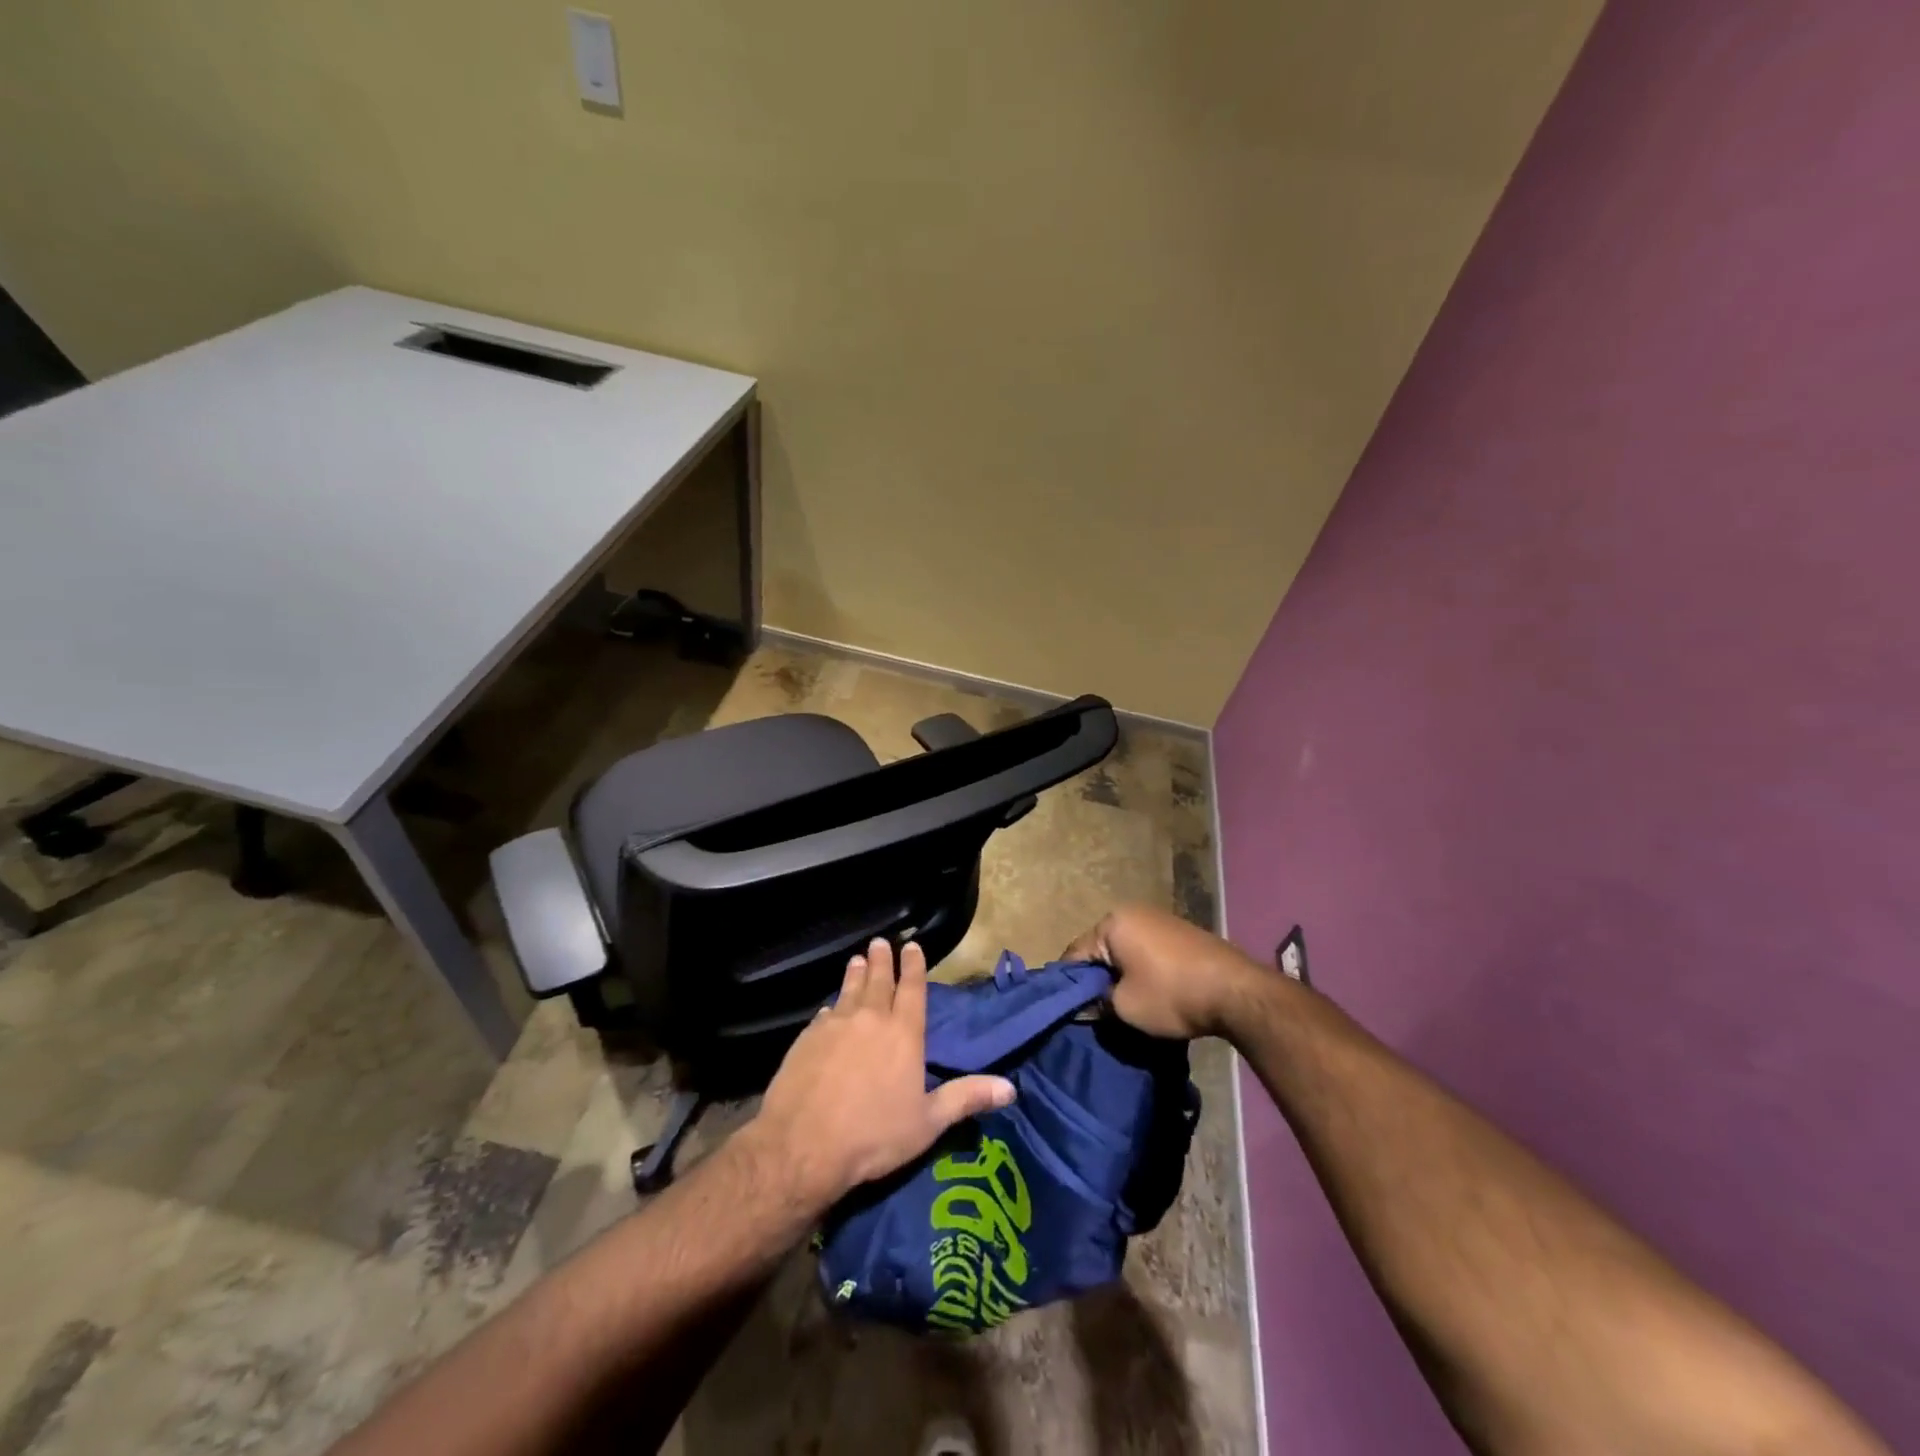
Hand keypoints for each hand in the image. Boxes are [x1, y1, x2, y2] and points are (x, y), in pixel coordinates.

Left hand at [744, 938, 1015, 1214]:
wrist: (804, 1145)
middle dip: (882, 960)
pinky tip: (830, 1007)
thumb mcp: (928, 1123)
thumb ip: (966, 1098)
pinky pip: (825, 1014)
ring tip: (857, 959)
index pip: (912, 989)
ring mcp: (836, 1025)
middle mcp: (871, 1019)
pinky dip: (832, 1006)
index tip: (912, 946)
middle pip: (878, 980)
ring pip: (849, 990)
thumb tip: (1011, 1089)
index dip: (913, 965)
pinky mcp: (808, 1037)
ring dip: (855, 973)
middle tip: (881, 942)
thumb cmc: (874, 1136)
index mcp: (904, 1033)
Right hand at [1064, 904, 1267, 1039]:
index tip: (1067, 1009)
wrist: (1235, 991)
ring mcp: (1159, 918)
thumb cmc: (1170, 994)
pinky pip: (1146, 950)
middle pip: (1100, 948)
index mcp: (1112, 923)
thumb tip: (1087, 1005)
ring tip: (1120, 1003)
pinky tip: (1147, 991)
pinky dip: (1140, 969)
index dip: (1068, 984)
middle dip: (1096, 977)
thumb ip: (1097, 1003)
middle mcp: (1132, 912)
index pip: (1075, 953)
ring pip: (1124, 949)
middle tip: (1093, 1008)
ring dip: (1120, 973)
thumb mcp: (1124, 1007)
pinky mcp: (1180, 932)